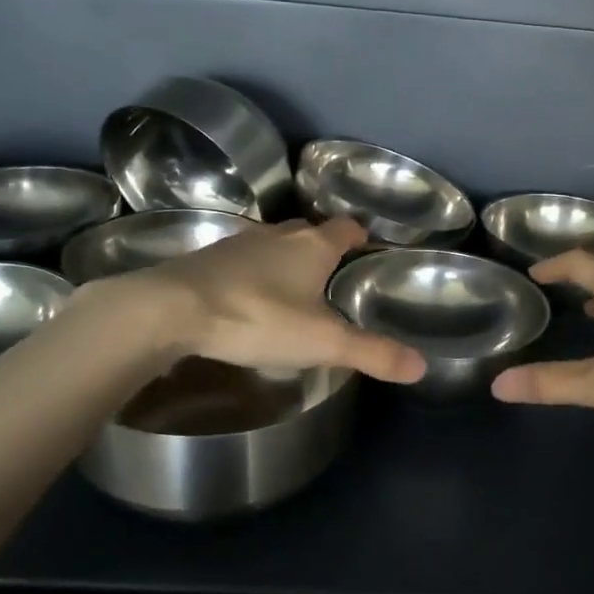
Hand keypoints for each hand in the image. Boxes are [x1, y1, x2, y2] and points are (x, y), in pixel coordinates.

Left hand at [80, 217, 424, 382]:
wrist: (171, 309)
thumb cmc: (258, 318)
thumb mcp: (322, 342)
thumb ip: (372, 353)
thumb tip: (422, 366)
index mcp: (312, 246)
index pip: (347, 228)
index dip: (360, 237)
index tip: (368, 252)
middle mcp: (278, 235)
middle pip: (309, 233)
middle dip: (323, 250)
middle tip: (334, 279)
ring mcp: (238, 243)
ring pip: (273, 246)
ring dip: (285, 262)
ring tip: (293, 293)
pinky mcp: (206, 260)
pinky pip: (241, 261)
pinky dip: (252, 275)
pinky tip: (248, 302)